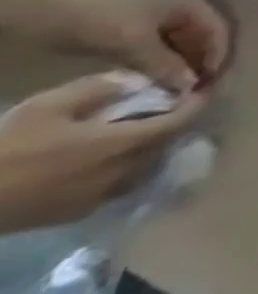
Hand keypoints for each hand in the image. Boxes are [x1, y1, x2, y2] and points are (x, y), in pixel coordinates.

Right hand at [0, 75, 206, 232]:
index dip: (196, 104)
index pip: (181, 121)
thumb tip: (138, 80)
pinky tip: (110, 157)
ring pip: (146, 166)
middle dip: (175, 123)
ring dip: (153, 146)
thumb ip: (101, 88)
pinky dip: (128, 166)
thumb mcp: (51, 105)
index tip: (202, 89)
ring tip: (142, 129)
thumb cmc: (7, 149)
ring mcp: (102, 196)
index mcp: (125, 144)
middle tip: (171, 106)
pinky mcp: (78, 213)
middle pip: (167, 144)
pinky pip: (120, 184)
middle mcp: (124, 172)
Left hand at [52, 0, 229, 92]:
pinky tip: (153, 80)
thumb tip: (189, 87)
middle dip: (199, 64)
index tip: (207, 85)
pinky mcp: (136, 30)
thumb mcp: (134, 43)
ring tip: (172, 90)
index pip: (218, 32)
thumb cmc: (101, 19)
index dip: (217, 57)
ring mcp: (158, 19)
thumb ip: (165, 64)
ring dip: (179, 67)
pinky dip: (160, 65)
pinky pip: (159, 49)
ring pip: (179, 46)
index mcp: (191, 5)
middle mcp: (181, 9)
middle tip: (191, 92)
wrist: (46, 7)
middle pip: (201, 39)